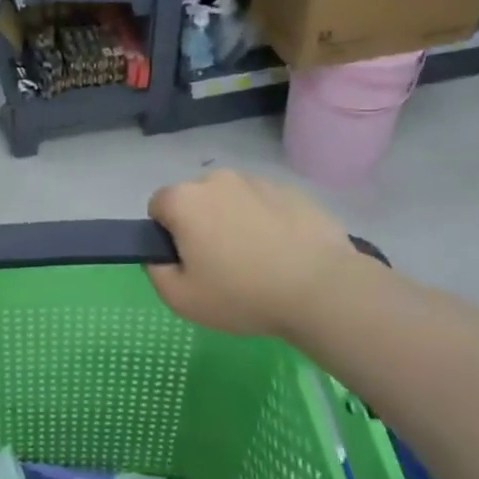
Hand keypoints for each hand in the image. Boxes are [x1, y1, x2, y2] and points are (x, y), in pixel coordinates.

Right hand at [147, 171, 361, 338]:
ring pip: (233, 199)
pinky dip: (267, 222)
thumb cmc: (242, 294)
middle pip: (196, 199)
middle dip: (201, 224)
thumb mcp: (181, 299)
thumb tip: (160, 256)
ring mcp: (258, 181)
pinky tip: (284, 253)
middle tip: (221, 264)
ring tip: (258, 260)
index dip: (167, 234)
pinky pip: (266, 204)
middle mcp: (217, 179)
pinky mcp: (292, 191)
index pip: (159, 206)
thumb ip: (156, 272)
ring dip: (235, 220)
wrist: (321, 290)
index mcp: (185, 200)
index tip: (187, 261)